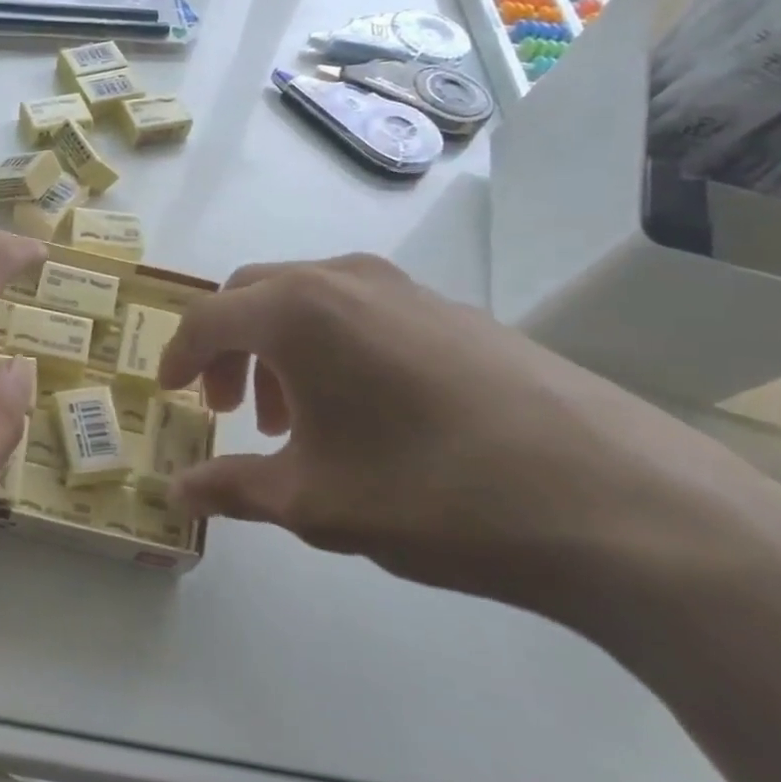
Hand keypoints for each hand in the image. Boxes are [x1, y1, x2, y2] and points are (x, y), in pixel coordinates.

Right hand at [157, 255, 780, 630]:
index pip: (207, 318)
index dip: (177, 356)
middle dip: (226, 347)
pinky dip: (329, 346)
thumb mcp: (313, 501)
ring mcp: (405, 288)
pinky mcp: (453, 310)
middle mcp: (344, 280)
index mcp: (297, 312)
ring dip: (278, 347)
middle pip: (253, 294)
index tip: (167, 393)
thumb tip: (177, 491)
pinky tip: (360, 411)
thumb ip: (233, 489)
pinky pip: (360, 311)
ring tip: (293, 420)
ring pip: (307, 299)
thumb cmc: (431, 494)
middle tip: (227, 409)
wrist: (613, 501)